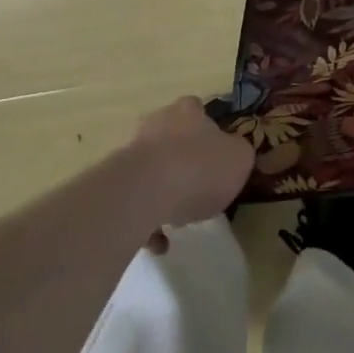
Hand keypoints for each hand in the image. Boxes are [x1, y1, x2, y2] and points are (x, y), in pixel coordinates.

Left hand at [123, 97, 252, 242]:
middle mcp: (158, 123)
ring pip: (151, 170)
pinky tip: (159, 242)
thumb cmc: (199, 168)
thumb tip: (234, 156)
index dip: (209, 131)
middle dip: (182, 159)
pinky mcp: (113, 184)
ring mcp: (131, 152)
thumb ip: (238, 155)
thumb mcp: (240, 159)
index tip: (217, 154)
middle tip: (198, 186)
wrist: (145, 192)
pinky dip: (147, 220)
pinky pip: (135, 202)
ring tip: (178, 220)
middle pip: (171, 138)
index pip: (199, 110)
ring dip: (163, 192)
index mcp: (188, 112)